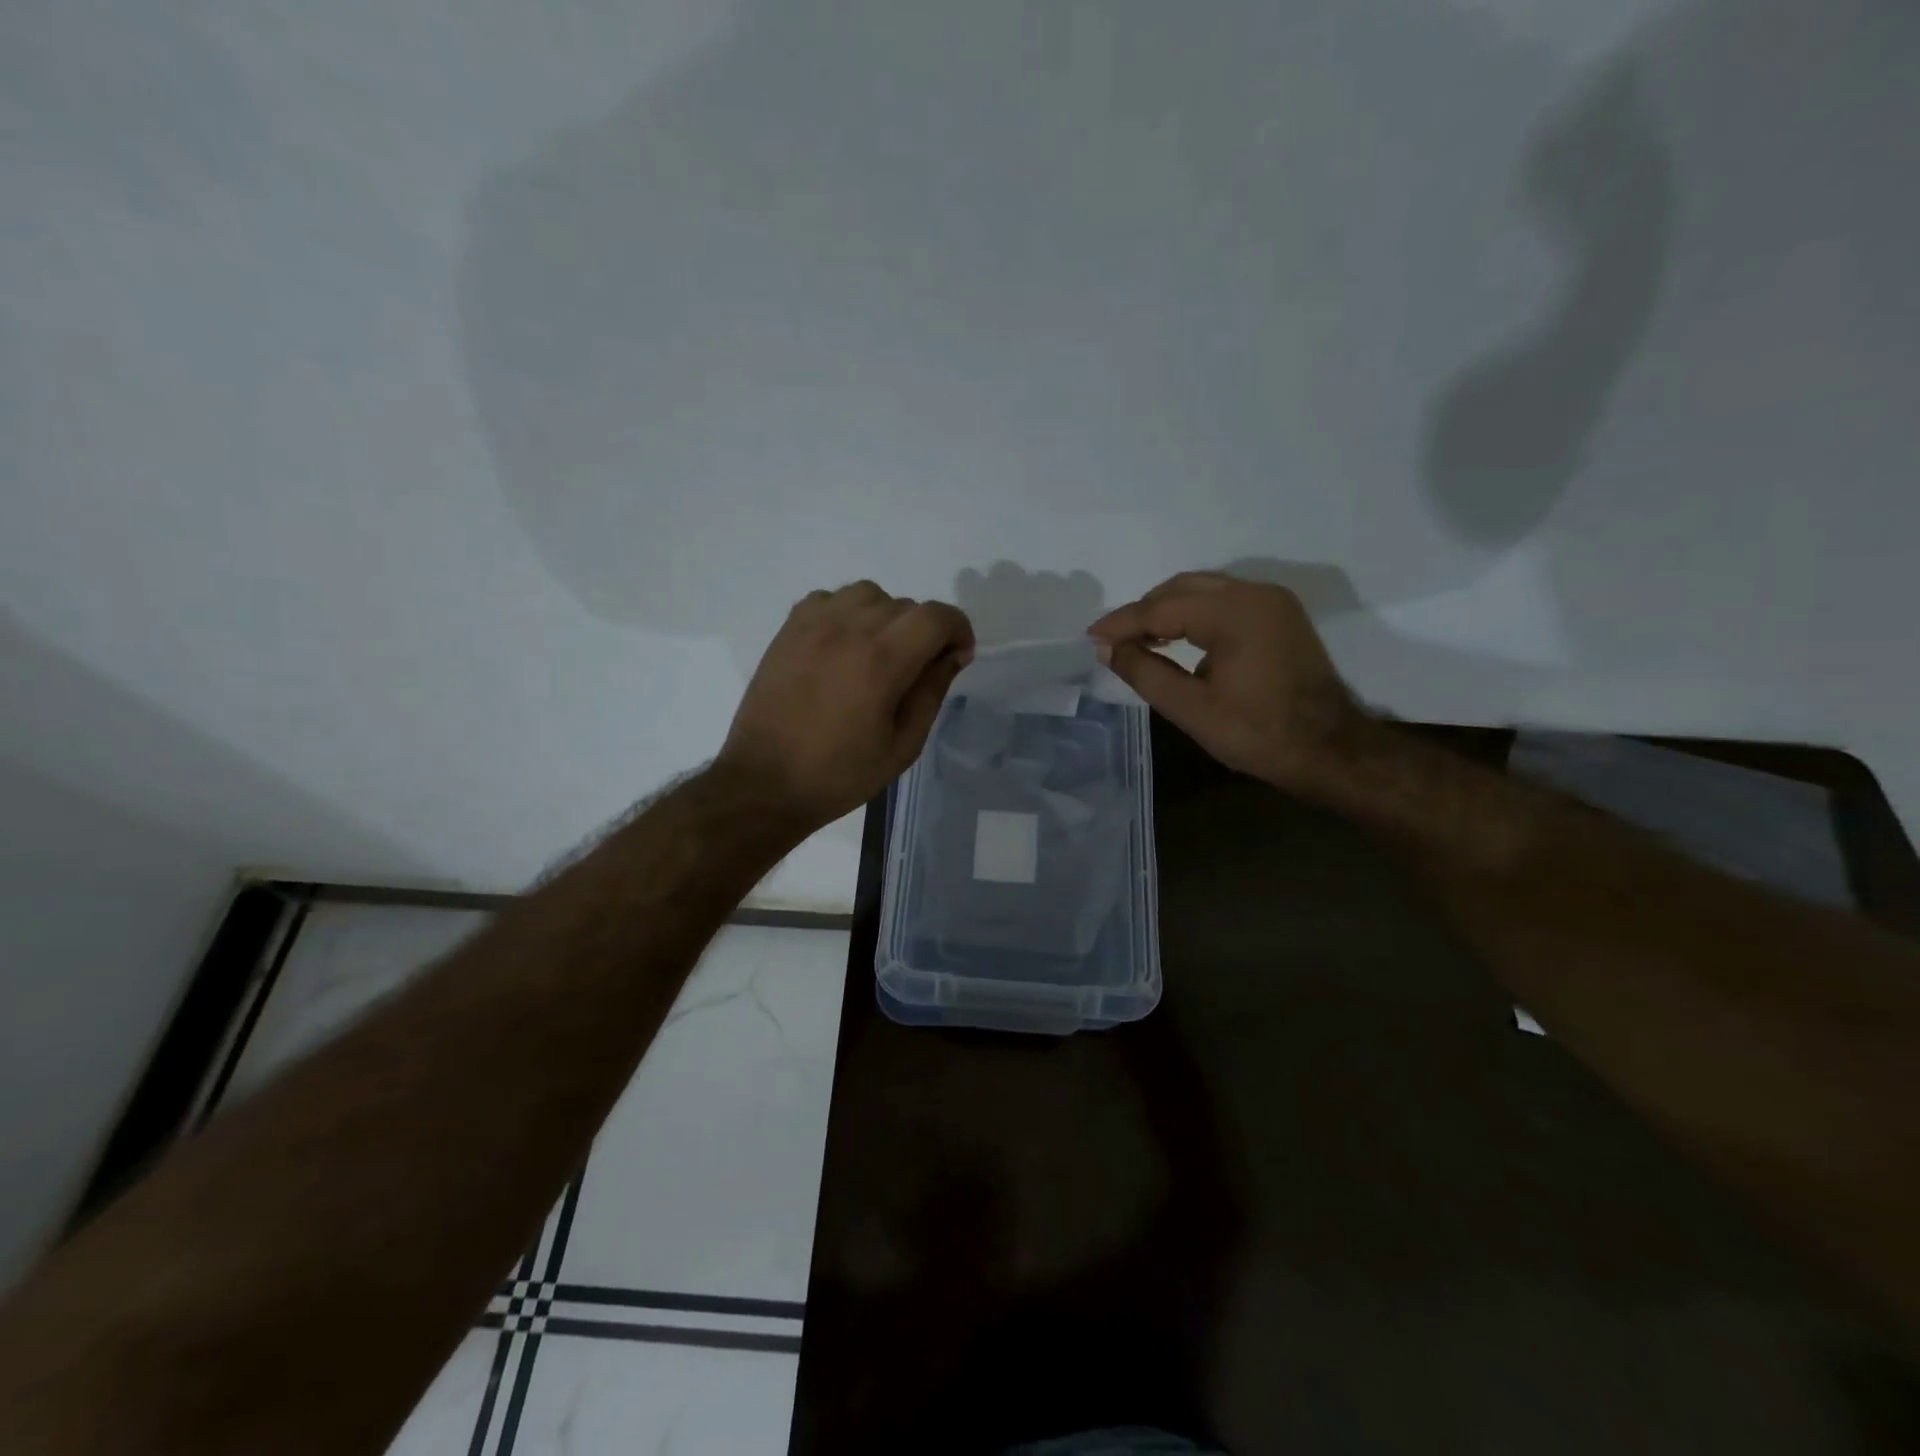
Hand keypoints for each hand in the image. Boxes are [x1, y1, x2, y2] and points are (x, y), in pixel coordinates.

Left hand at [719, 581, 973, 827]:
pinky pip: (829, 599)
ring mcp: (813, 625)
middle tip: (918, 670)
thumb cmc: (840, 775)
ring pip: (868, 594)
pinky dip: (847, 613)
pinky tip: (844, 646)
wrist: (765, 783)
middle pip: (905, 605)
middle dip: (924, 631)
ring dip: (886, 616)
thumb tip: (952, 655)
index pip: (935, 617)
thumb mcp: (902, 746)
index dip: (958, 630)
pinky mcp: (788, 630)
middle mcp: (847, 630)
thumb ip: (931, 692)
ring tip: (880, 652)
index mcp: (880, 662)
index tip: (958, 656)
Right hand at [1089, 571, 1368, 792]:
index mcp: (1235, 614)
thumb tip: (1107, 649)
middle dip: (1143, 611)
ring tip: (1138, 640)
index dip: (1122, 623)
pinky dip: (1194, 614)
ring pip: (1204, 590)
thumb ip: (1145, 673)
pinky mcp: (1280, 614)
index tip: (1091, 638)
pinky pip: (1224, 600)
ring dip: (1167, 610)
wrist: (1330, 750)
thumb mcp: (1192, 709)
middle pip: (1182, 588)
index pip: (1162, 608)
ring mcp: (1273, 601)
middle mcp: (1255, 594)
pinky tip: (1176, 638)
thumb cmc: (1258, 734)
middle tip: (1112, 640)